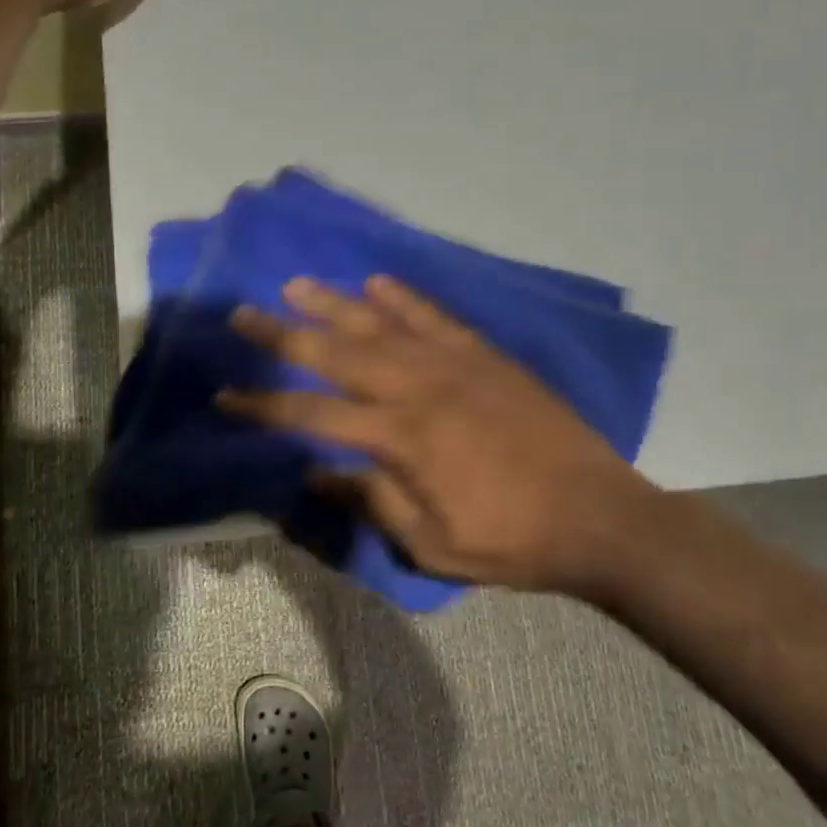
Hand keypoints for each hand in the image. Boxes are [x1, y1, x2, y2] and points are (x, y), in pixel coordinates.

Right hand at [219, 276, 666, 598]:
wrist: (600, 516)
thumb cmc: (512, 541)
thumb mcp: (431, 544)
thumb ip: (371, 500)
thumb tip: (317, 471)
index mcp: (401, 438)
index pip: (313, 416)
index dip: (264, 407)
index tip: (226, 395)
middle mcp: (419, 388)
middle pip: (337, 354)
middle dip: (283, 336)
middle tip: (242, 315)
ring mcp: (454, 364)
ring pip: (381, 324)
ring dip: (334, 303)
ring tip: (295, 285)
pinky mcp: (485, 356)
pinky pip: (435, 317)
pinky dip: (404, 298)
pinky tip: (377, 282)